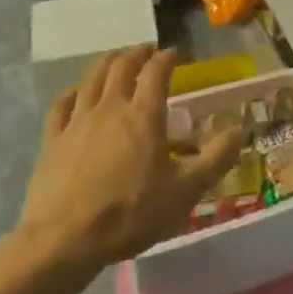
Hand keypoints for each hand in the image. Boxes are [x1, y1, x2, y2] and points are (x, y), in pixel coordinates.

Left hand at [15, 47, 246, 273]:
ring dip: (108, 63)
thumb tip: (240, 130)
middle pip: (122, 66)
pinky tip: (77, 94)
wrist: (62, 241)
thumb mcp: (185, 191)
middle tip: (149, 51)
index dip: (169, 57)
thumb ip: (216, 158)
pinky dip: (74, 92)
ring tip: (117, 60)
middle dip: (138, 53)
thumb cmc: (129, 213)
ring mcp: (77, 121)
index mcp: (144, 114)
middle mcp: (110, 107)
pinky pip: (62, 105)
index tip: (178, 54)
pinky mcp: (52, 140)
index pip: (157, 70)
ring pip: (92, 78)